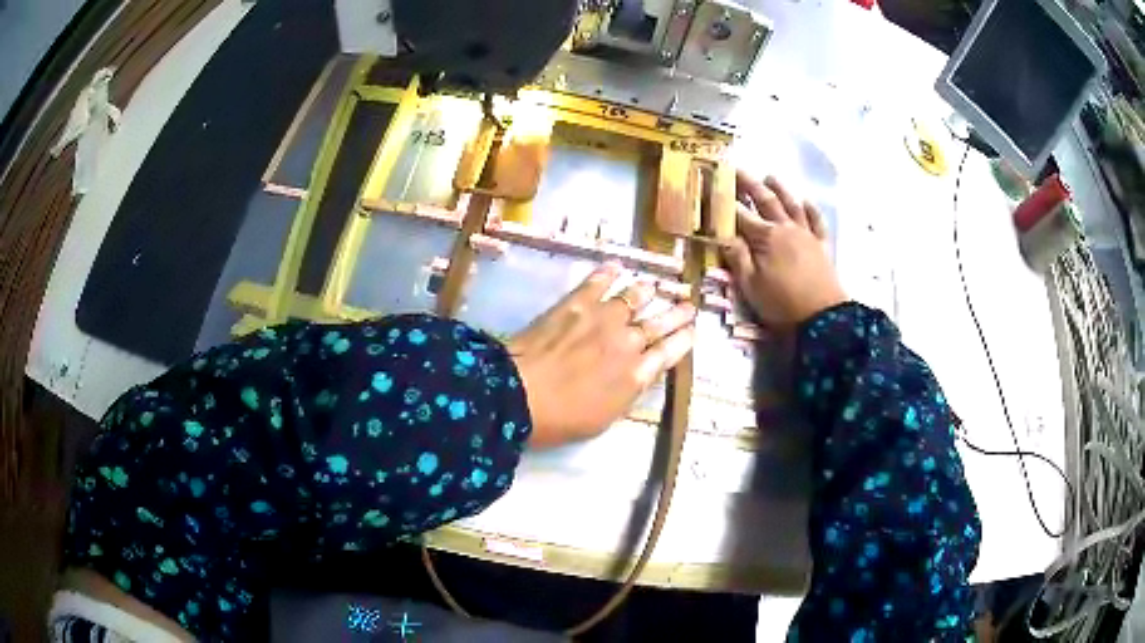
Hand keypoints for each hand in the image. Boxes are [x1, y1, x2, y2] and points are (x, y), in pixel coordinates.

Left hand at [508, 264, 695, 448]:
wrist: (519, 394)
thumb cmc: (562, 418)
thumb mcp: (606, 418)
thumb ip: (628, 393)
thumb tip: (643, 373)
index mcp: (636, 375)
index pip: (668, 353)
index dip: (683, 341)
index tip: (692, 331)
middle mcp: (627, 342)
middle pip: (658, 324)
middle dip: (676, 315)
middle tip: (688, 306)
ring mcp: (602, 319)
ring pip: (633, 298)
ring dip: (646, 292)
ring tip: (654, 287)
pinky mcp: (576, 304)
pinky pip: (597, 283)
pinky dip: (608, 274)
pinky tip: (617, 266)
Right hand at [722, 172, 846, 327]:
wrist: (823, 317)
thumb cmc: (782, 304)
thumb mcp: (751, 286)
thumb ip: (737, 258)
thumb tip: (723, 235)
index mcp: (765, 237)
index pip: (740, 215)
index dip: (726, 201)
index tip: (714, 187)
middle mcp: (785, 228)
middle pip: (765, 201)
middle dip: (749, 184)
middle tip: (737, 169)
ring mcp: (806, 234)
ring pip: (791, 205)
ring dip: (780, 189)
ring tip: (770, 176)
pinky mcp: (822, 245)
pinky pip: (817, 222)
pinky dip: (811, 209)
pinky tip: (806, 201)